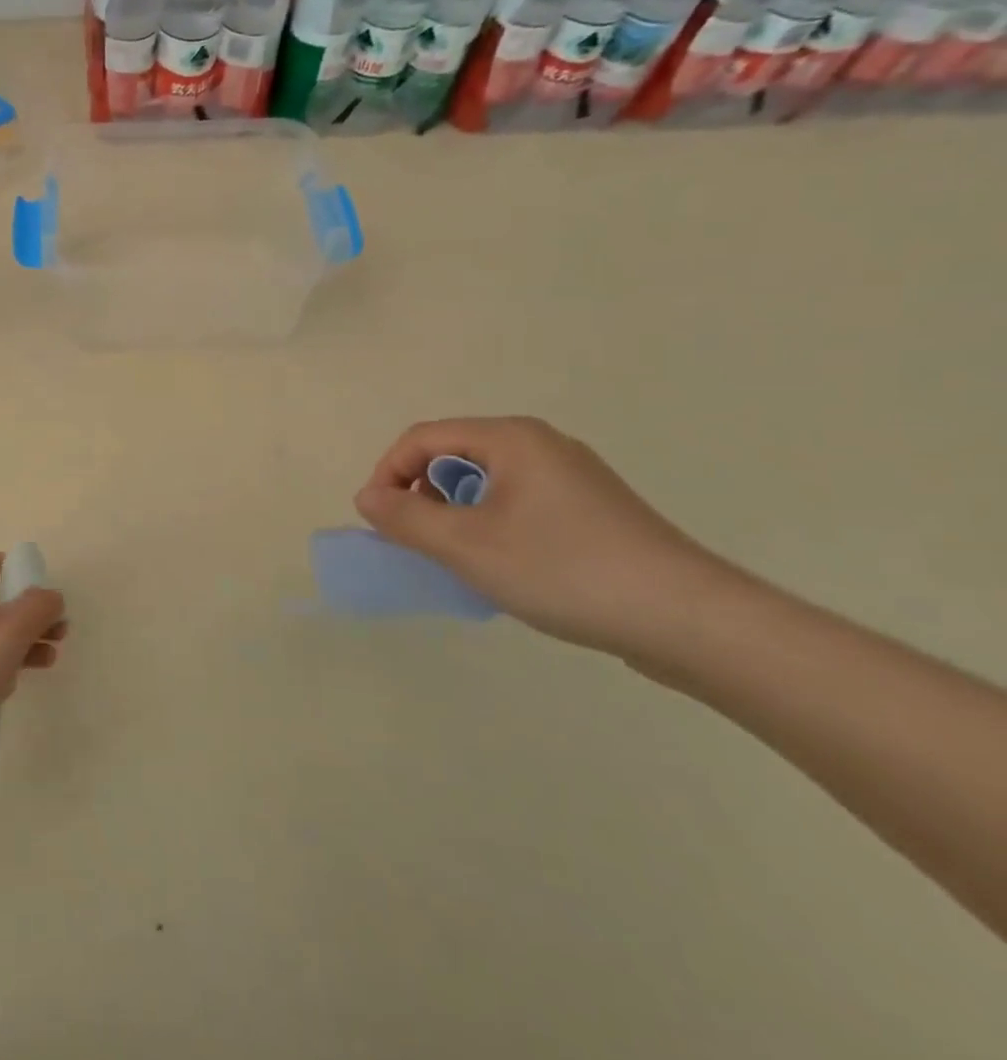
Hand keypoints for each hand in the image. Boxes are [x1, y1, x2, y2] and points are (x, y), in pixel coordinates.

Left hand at [0, 553, 66, 792]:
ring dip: (26, 641)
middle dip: (28, 611)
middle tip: (59, 625)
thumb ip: (36, 607)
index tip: (34, 579)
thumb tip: (52, 595)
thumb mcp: (8, 630)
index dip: (4, 565)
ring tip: (53, 654)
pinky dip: (10, 670)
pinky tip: (22, 683)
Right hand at [355, 417, 723, 655]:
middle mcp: (541, 445)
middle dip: (422, 495)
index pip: (423, 438)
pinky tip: (505, 568)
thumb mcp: (466, 546)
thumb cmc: (564, 570)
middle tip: (417, 542)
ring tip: (459, 559)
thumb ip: (405, 518)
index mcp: (511, 438)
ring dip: (455, 515)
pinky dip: (492, 527)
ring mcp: (572, 478)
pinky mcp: (592, 511)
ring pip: (486, 484)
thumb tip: (368, 498)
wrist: (690, 621)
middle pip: (455, 456)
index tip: (379, 520)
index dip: (388, 473)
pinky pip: (518, 505)